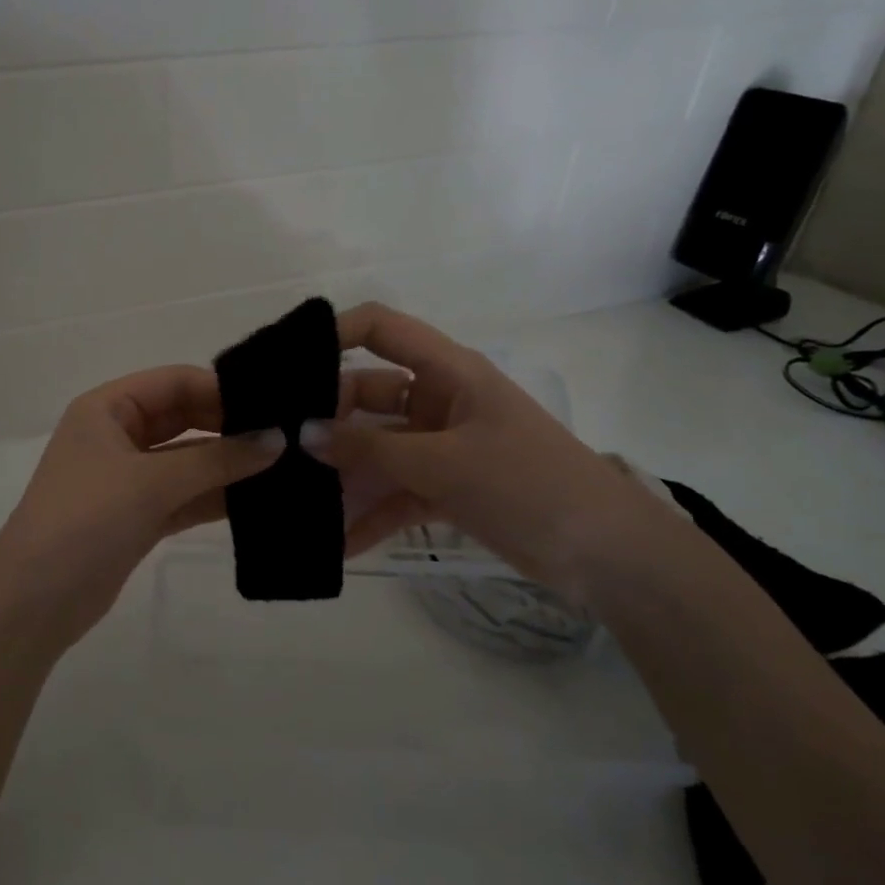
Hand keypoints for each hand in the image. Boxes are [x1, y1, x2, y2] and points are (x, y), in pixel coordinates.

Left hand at [0, 365, 282, 653]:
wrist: (35, 601)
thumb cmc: (85, 520)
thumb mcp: (152, 482)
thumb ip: (218, 459)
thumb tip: (278, 439)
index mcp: (107, 409)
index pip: (174, 381)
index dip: (222, 389)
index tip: (274, 404)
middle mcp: (117, 436)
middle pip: (184, 418)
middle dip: (230, 427)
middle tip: (287, 436)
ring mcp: (128, 478)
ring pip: (188, 460)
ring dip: (229, 465)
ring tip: (286, 466)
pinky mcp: (138, 516)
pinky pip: (185, 495)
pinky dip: (217, 496)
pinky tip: (260, 500)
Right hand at [307, 303, 649, 587]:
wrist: (608, 555)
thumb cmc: (528, 484)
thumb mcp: (444, 463)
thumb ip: (371, 449)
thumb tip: (304, 434)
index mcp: (448, 372)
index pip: (381, 328)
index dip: (334, 334)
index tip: (285, 366)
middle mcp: (439, 400)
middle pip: (368, 394)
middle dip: (326, 420)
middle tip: (277, 447)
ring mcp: (441, 446)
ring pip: (377, 449)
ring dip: (342, 474)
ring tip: (294, 499)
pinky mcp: (446, 488)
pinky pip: (395, 493)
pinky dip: (370, 515)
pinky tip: (336, 545)